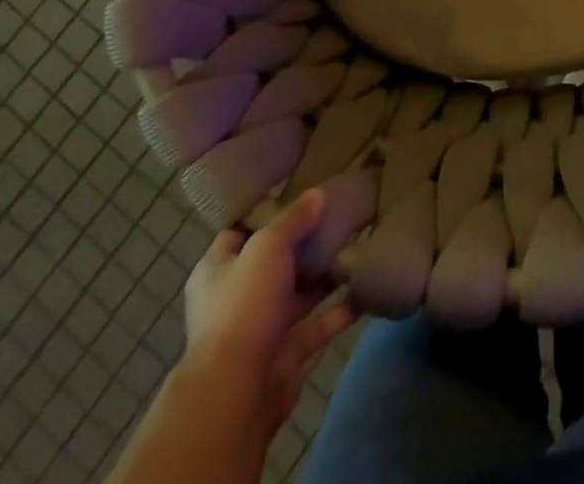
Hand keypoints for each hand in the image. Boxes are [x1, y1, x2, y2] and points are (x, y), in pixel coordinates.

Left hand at [182, 190, 358, 437]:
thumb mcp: (268, 246)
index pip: (242, 230)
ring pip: (299, 293)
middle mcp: (237, 296)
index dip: (269, 211)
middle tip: (339, 215)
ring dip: (325, 275)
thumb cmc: (244, 304)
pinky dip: (340, 311)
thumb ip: (294, 219)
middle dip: (305, 242)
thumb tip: (317, 194)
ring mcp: (262, 327)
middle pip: (275, 261)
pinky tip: (365, 290)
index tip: (302, 192)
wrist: (239, 391)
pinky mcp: (286, 355)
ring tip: (358, 245)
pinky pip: (317, 325)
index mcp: (218, 267)